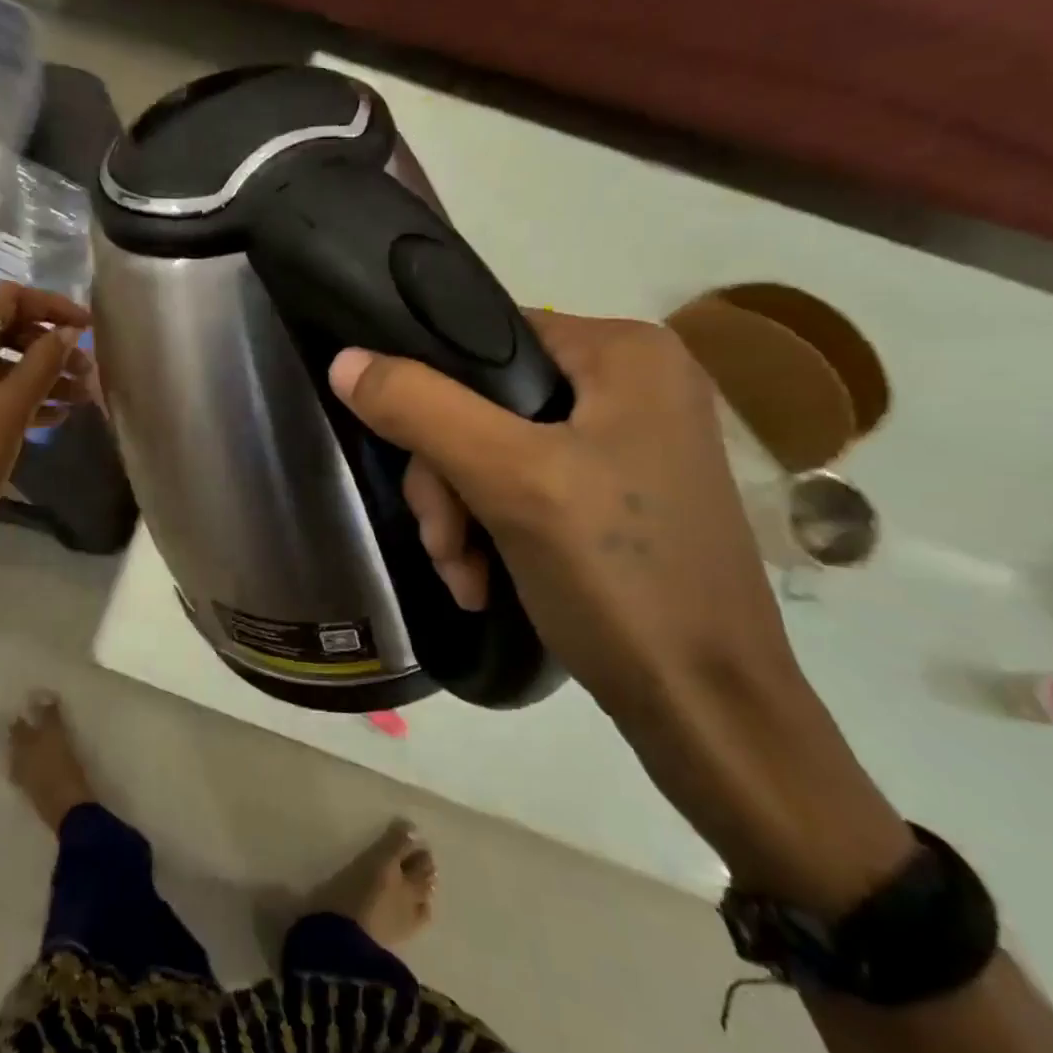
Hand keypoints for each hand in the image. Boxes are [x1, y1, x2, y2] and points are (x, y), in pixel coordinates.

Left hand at [0, 282, 92, 550]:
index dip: (49, 307)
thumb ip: (42, 363)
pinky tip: (56, 415)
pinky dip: (16, 396)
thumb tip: (70, 332)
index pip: (2, 301)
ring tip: (82, 396)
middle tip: (89, 369)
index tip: (88, 327)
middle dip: (47, 345)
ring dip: (38, 374)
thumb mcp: (9, 411)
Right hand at [328, 310, 795, 718]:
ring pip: (495, 451)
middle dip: (448, 479)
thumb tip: (344, 361)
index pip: (485, 339)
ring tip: (462, 575)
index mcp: (624, 353)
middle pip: (484, 404)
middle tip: (445, 543)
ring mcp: (628, 443)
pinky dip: (492, 531)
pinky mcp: (618, 495)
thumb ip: (422, 409)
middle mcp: (632, 384)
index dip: (431, 393)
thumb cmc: (620, 577)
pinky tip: (483, 581)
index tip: (411, 464)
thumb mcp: (510, 480)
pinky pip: (524, 486)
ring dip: (461, 515)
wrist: (708, 713)